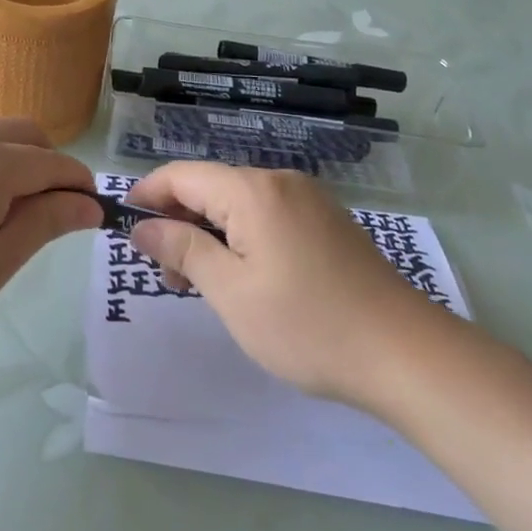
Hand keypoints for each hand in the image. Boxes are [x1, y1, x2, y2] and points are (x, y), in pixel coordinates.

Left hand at [0, 120, 98, 366]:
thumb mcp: (1, 259)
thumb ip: (48, 220)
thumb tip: (90, 204)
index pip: (52, 161)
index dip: (80, 185)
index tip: (94, 213)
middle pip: (24, 134)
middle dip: (50, 164)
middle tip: (55, 212)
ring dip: (16, 160)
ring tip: (14, 212)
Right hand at [128, 164, 453, 409]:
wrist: (407, 355)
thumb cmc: (307, 325)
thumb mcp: (231, 291)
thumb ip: (183, 249)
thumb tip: (142, 226)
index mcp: (253, 190)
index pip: (182, 175)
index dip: (147, 194)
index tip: (124, 227)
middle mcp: (280, 182)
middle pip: (210, 187)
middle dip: (178, 221)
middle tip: (165, 274)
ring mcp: (309, 201)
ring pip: (239, 204)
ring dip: (209, 233)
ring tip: (199, 284)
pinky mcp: (327, 224)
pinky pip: (267, 217)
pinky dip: (241, 237)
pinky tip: (242, 277)